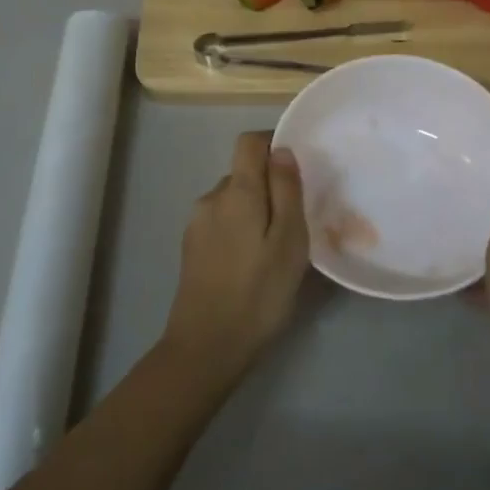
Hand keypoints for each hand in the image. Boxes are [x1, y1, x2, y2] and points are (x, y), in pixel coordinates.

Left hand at [163, 132, 309, 383]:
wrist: (205, 347)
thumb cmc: (258, 293)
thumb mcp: (289, 241)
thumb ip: (286, 191)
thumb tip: (281, 150)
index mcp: (236, 191)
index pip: (249, 142)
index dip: (273, 145)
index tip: (298, 171)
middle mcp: (211, 198)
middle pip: (243, 174)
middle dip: (269, 187)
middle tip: (296, 222)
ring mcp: (196, 224)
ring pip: (233, 201)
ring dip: (255, 213)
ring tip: (276, 249)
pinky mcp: (191, 248)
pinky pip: (222, 223)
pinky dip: (240, 232)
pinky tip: (252, 265)